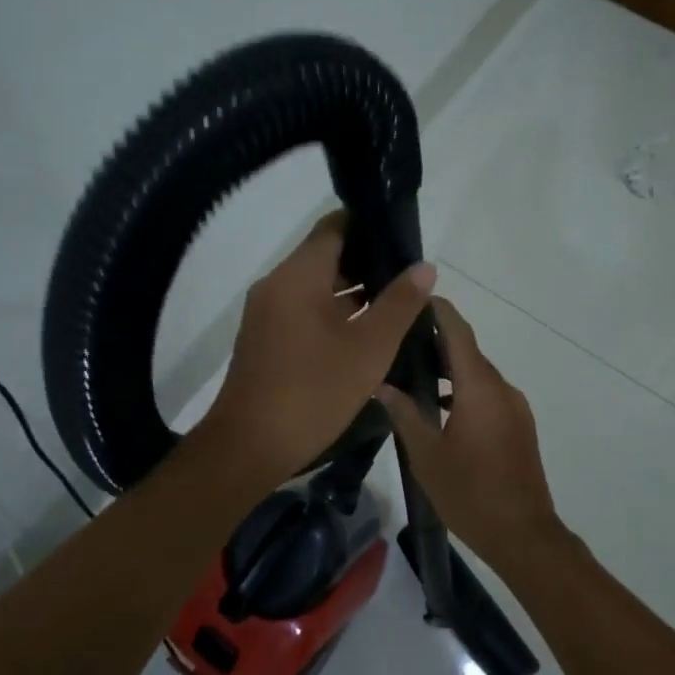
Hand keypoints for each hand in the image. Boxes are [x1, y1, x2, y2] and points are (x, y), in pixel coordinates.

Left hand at [201, 212, 435, 487]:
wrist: (250, 447)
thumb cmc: (313, 392)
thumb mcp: (369, 348)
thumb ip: (400, 304)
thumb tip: (424, 267)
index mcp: (297, 276)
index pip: (335, 227)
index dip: (371, 226)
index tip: (405, 239)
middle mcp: (277, 285)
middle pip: (326, 256)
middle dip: (369, 262)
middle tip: (410, 278)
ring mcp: (268, 314)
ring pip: (317, 287)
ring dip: (354, 292)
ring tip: (398, 304)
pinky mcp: (267, 339)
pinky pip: (305, 311)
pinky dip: (335, 313)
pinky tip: (367, 332)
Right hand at [378, 297, 567, 567]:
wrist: (523, 534)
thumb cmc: (470, 493)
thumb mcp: (426, 455)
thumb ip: (404, 414)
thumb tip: (380, 384)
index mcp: (479, 389)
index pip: (459, 333)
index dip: (440, 311)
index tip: (416, 296)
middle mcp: (502, 389)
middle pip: (469, 352)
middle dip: (438, 340)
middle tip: (400, 337)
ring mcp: (515, 408)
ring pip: (479, 375)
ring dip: (451, 368)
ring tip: (413, 370)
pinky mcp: (520, 425)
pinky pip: (489, 394)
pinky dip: (465, 389)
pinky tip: (439, 406)